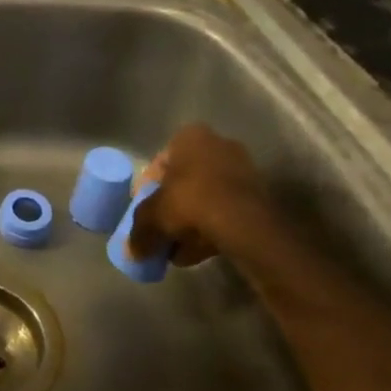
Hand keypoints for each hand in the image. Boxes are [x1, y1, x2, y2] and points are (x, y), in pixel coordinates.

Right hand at [128, 123, 288, 267]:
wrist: (244, 224)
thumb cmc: (190, 203)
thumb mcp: (152, 217)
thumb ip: (139, 231)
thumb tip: (132, 252)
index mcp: (189, 137)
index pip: (159, 164)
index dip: (147, 191)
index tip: (145, 214)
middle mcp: (218, 145)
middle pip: (184, 181)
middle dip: (172, 208)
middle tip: (162, 231)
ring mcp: (242, 169)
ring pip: (206, 198)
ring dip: (191, 222)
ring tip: (179, 249)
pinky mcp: (258, 195)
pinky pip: (226, 210)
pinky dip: (212, 228)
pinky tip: (199, 252)